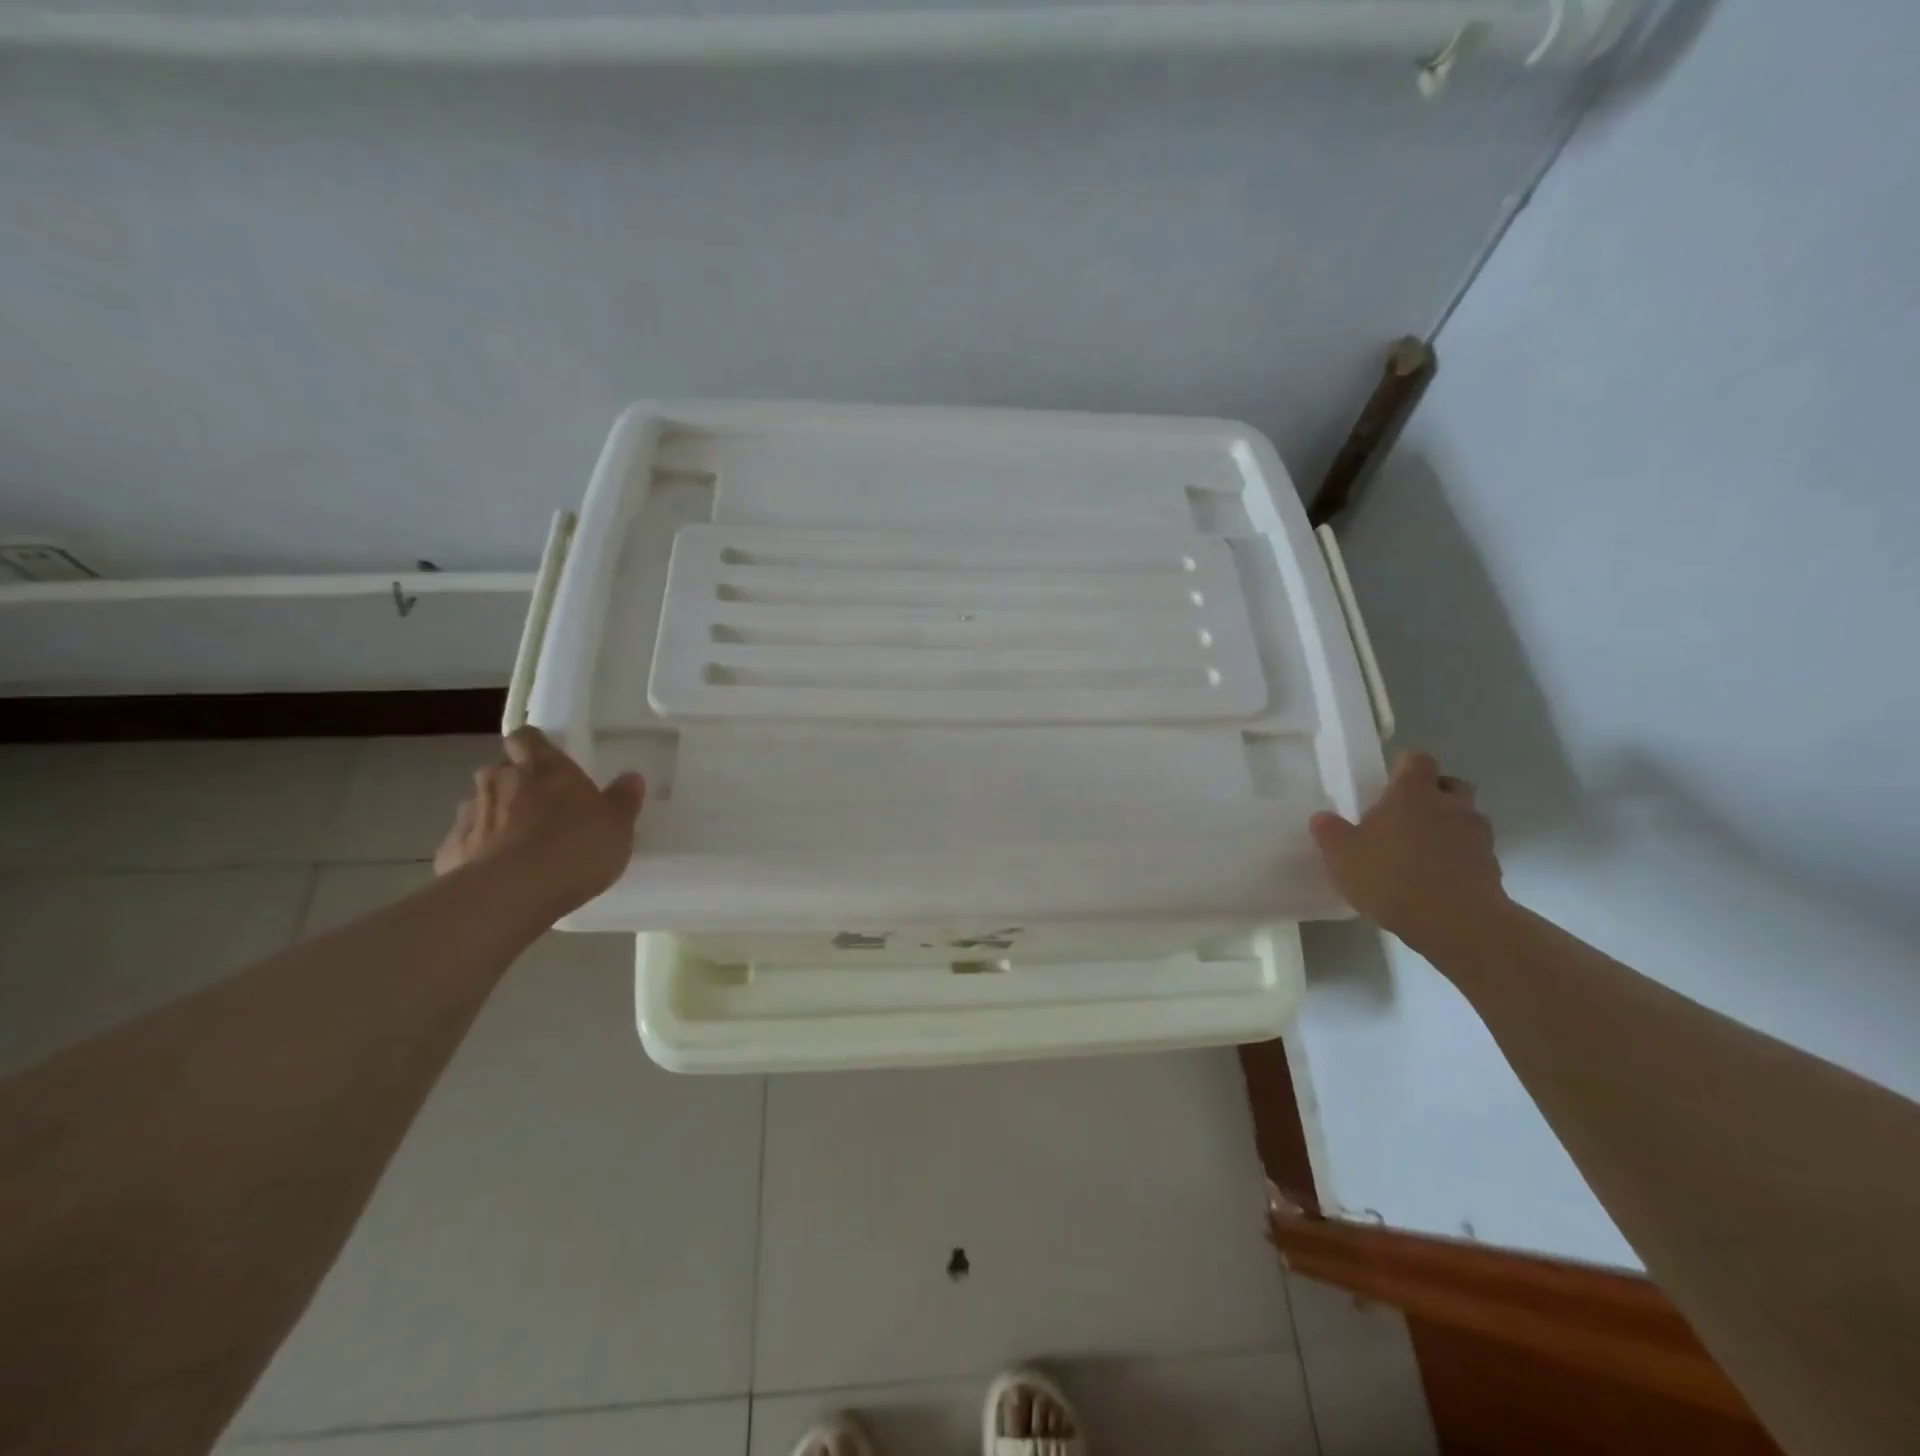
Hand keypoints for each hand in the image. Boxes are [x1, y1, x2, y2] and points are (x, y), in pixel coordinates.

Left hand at [434, 727, 643, 919]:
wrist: (510, 895)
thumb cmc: (574, 847)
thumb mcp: (618, 825)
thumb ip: (623, 799)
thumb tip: (631, 777)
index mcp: (542, 767)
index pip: (527, 737)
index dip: (534, 746)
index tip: (546, 760)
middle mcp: (499, 780)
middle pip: (501, 770)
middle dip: (516, 783)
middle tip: (541, 807)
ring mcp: (469, 814)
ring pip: (482, 805)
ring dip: (497, 816)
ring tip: (521, 845)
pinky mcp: (450, 850)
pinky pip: (468, 842)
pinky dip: (481, 851)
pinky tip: (501, 873)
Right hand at [1310, 751, 1506, 950]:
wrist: (1456, 923)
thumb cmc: (1391, 876)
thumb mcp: (1341, 855)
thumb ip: (1330, 832)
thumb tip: (1323, 818)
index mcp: (1413, 793)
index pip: (1417, 760)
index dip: (1405, 768)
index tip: (1390, 783)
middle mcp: (1450, 805)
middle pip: (1450, 784)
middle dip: (1434, 793)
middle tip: (1408, 814)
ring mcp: (1477, 836)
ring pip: (1467, 818)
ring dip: (1450, 826)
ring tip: (1424, 850)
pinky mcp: (1493, 868)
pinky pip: (1474, 852)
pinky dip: (1460, 858)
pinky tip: (1439, 879)